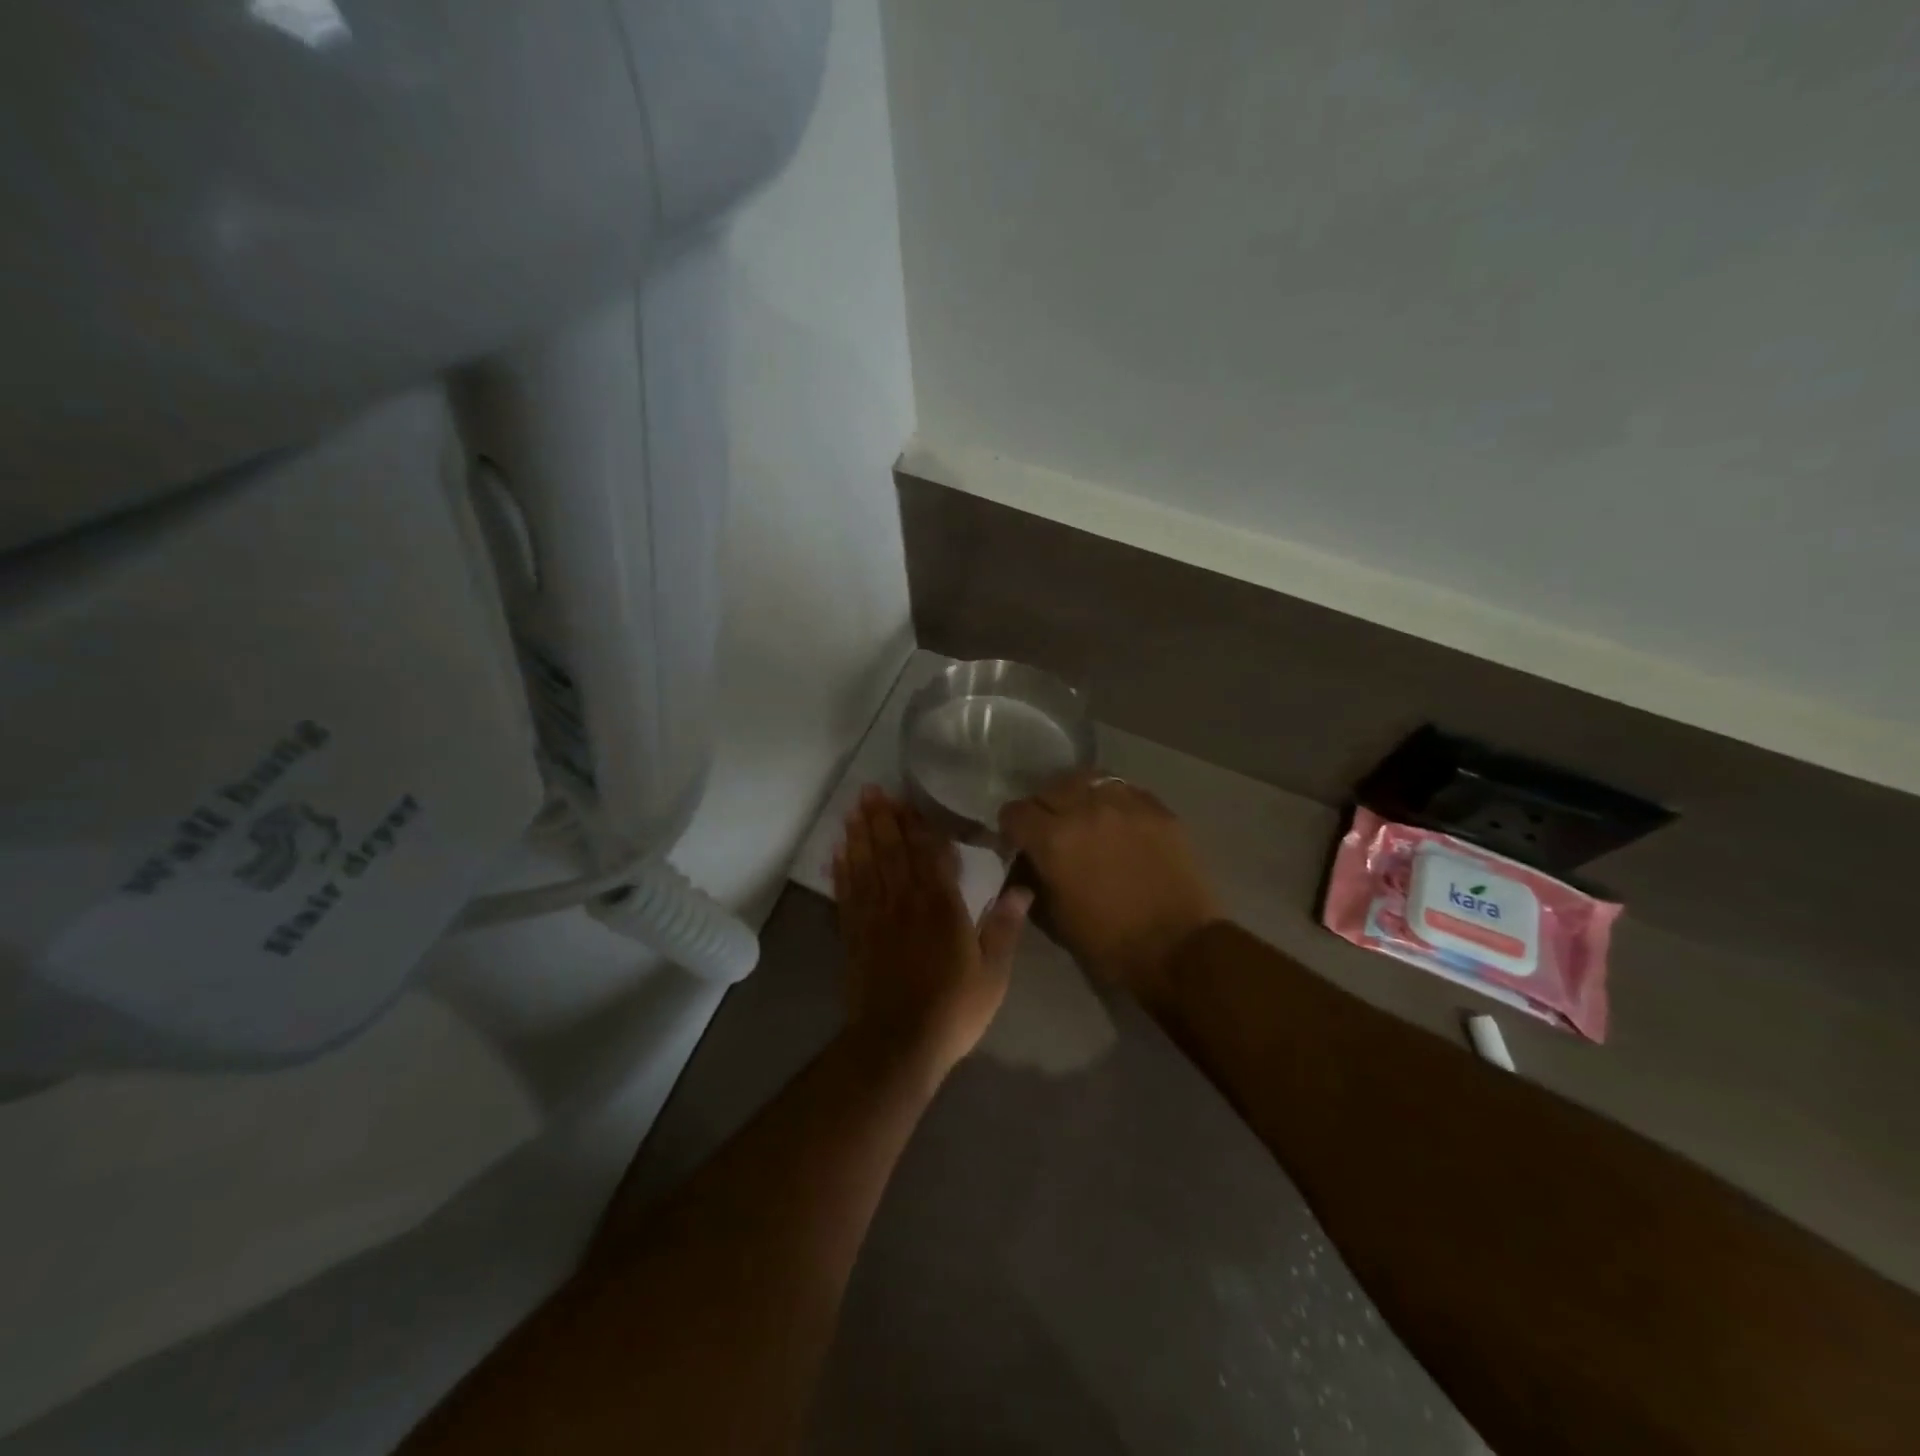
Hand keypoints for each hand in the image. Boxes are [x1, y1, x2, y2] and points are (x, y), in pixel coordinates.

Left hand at [834, 787, 1031, 1078]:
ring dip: (859, 835)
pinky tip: (836, 853)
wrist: (896, 1044)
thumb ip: (1005, 928)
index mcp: (941, 906)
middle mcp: (905, 902)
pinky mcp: (853, 936)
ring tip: (853, 809)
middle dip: (883, 819)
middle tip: (871, 790)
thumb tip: (1022, 889)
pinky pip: (845, 894)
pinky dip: (840, 871)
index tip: (909, 801)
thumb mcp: (992, 974)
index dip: (919, 826)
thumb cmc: (952, 1009)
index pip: (930, 855)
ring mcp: (874, 917)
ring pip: (866, 865)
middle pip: (893, 851)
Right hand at [999, 771, 1220, 1005]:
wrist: (1179, 950)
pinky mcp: (1157, 809)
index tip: (1019, 842)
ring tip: (1085, 817)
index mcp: (1053, 839)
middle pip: (1049, 789)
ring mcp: (1126, 804)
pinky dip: (1113, 801)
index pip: (1015, 812)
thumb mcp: (1054, 917)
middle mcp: (1085, 809)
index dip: (1012, 828)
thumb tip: (1026, 862)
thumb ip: (1033, 879)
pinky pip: (1124, 790)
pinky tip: (1118, 822)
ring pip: (1088, 780)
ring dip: (1078, 796)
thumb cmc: (1108, 944)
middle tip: (1052, 831)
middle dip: (1043, 809)